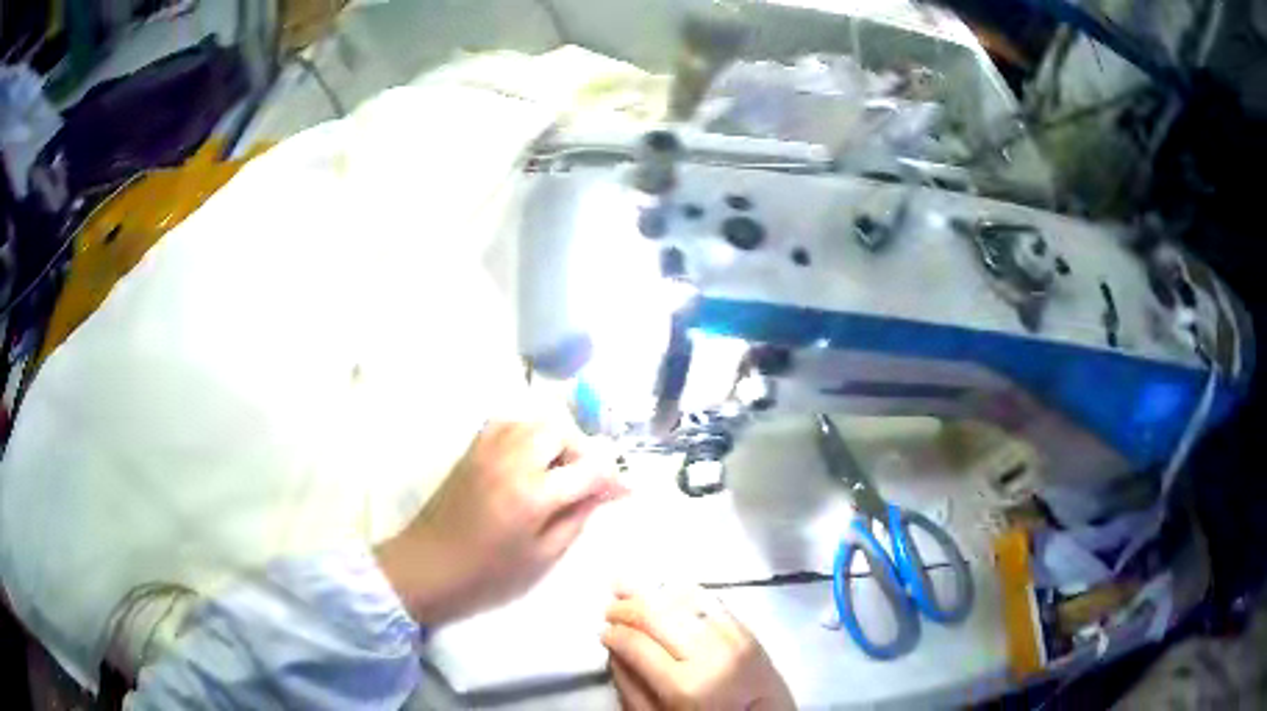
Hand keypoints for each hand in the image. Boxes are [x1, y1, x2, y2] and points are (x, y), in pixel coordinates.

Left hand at [375, 419, 625, 625]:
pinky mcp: (472, 449)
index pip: (588, 468)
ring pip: (535, 421)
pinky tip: (530, 461)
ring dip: (556, 440)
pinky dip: (528, 434)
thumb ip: (576, 518)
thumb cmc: (488, 574)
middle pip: (561, 430)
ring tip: (559, 471)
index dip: (613, 479)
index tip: (624, 493)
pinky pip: (509, 423)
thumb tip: (603, 493)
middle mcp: (512, 460)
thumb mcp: (542, 556)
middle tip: (586, 482)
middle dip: (582, 452)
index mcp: (533, 494)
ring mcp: (488, 449)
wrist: (427, 566)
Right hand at [602, 584, 794, 710]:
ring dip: (652, 593)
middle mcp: (710, 655)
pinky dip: (684, 592)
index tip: (602, 632)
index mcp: (685, 685)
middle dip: (627, 607)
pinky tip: (667, 590)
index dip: (613, 634)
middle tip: (609, 607)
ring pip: (684, 602)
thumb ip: (631, 687)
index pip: (636, 644)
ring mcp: (734, 639)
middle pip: (658, 616)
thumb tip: (613, 650)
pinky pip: (712, 601)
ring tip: (628, 588)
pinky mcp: (749, 631)